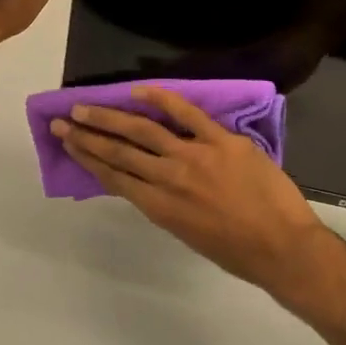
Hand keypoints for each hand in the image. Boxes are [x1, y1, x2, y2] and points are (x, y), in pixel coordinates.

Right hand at [52, 85, 329, 295]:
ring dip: (110, 117)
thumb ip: (165, 206)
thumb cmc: (237, 252)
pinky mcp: (222, 141)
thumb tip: (148, 183)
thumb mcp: (188, 235)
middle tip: (63, 121)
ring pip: (144, 131)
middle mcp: (169, 179)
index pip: (114, 177)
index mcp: (159, 207)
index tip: (68, 143)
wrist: (283, 247)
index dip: (87, 158)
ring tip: (85, 106)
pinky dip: (162, 100)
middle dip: (87, 135)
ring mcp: (195, 156)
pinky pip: (188, 114)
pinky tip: (139, 92)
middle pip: (119, 152)